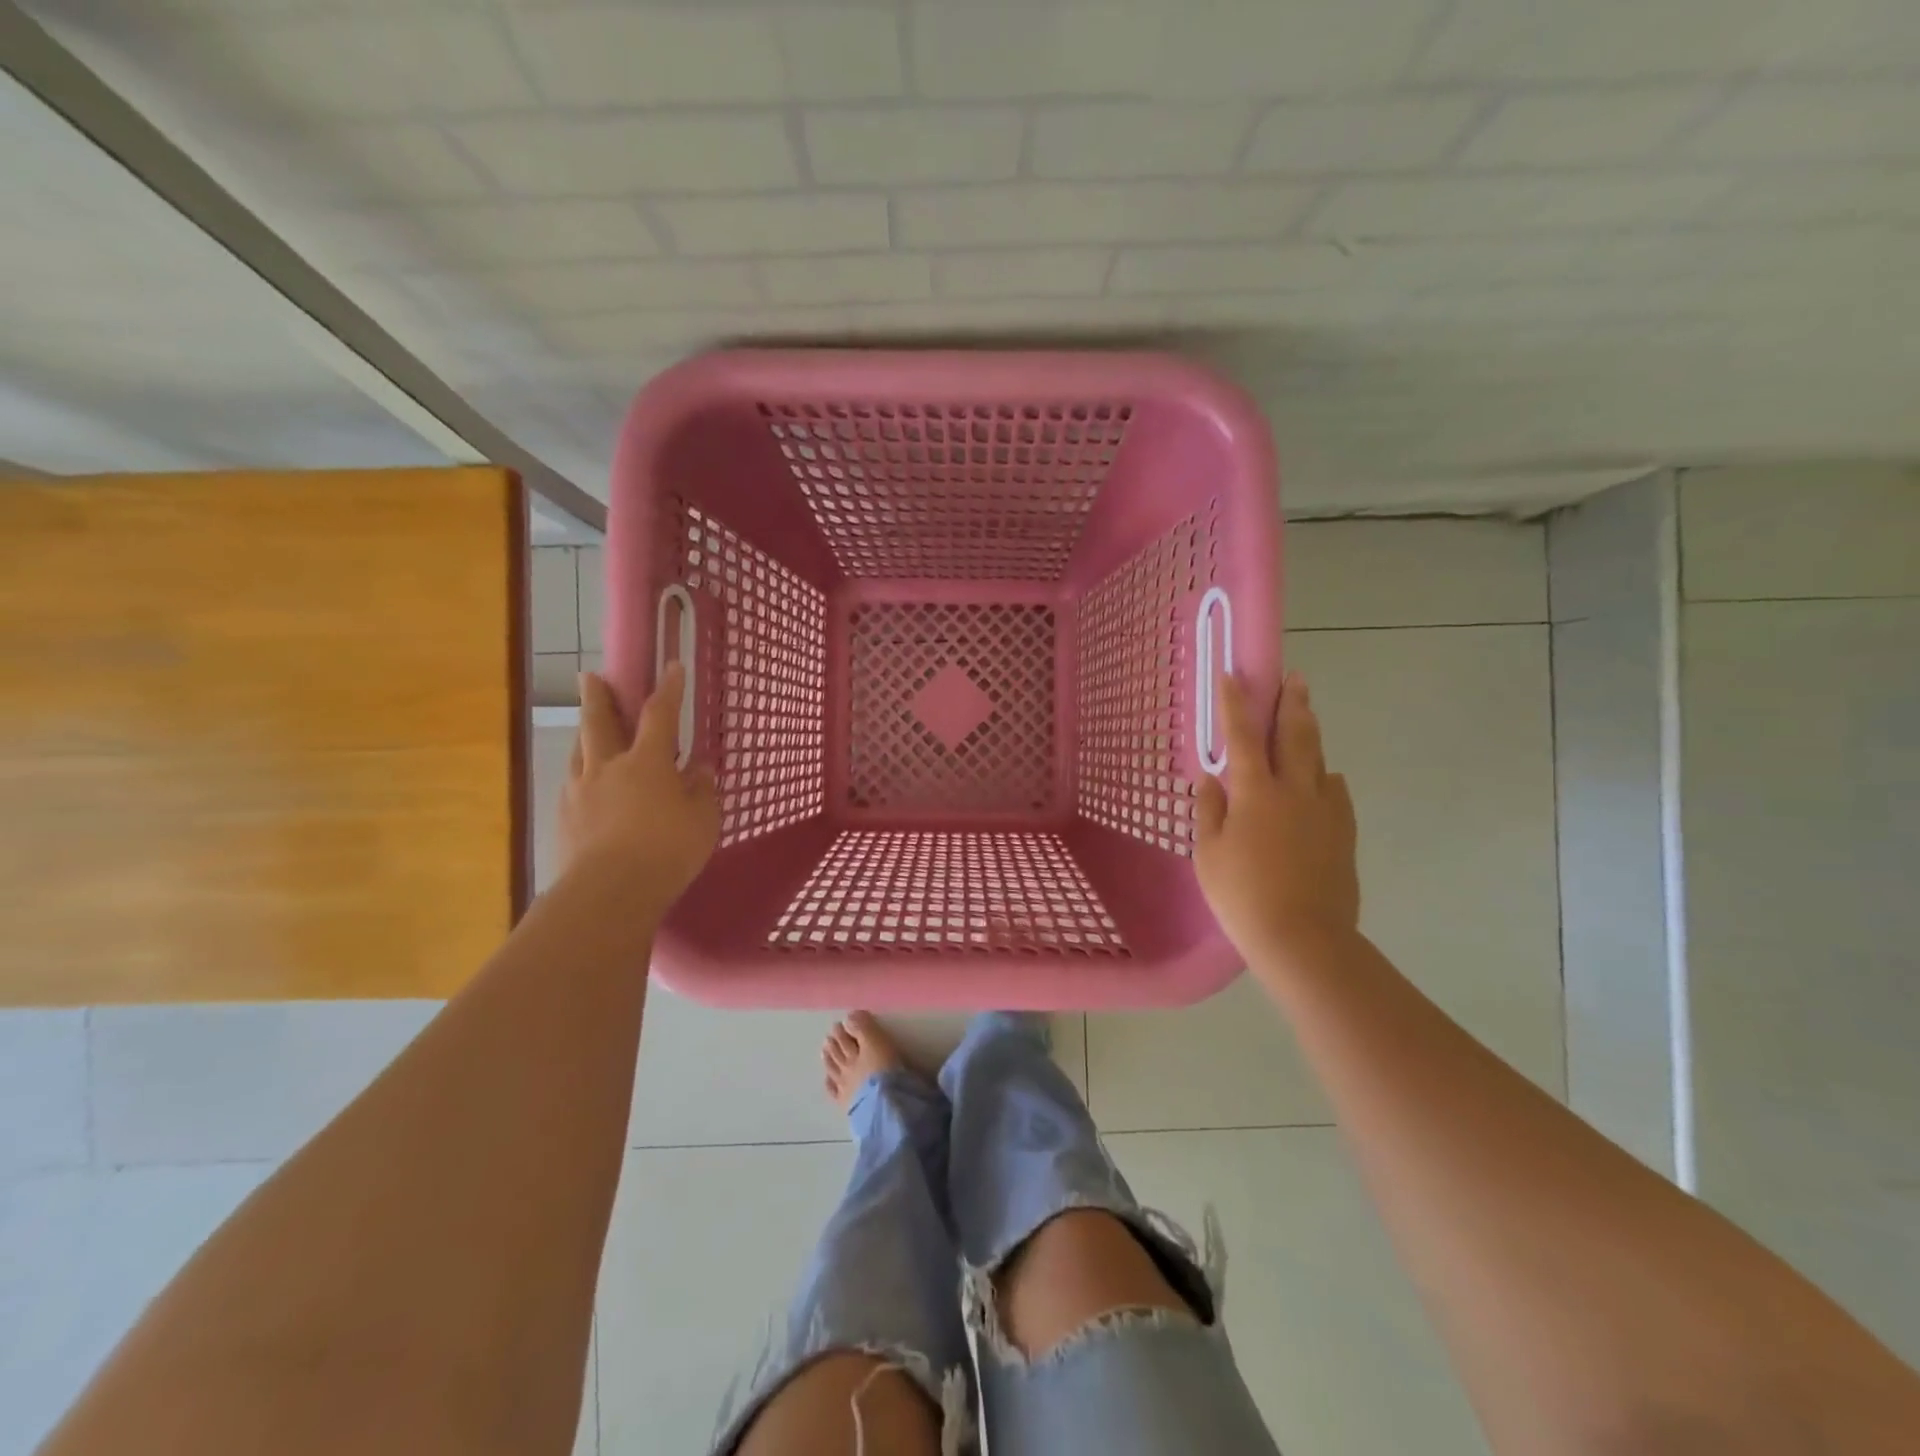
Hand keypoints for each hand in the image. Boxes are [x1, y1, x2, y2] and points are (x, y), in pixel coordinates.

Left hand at [558, 664, 719, 910]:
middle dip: (598, 696)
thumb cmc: (667, 849)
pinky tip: (586, 786)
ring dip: (584, 733)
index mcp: (647, 761)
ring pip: (579, 751)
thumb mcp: (703, 819)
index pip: (660, 714)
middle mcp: (608, 766)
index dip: (668, 689)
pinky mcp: (564, 819)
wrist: (609, 891)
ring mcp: (580, 792)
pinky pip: (573, 784)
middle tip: (590, 676)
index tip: (672, 666)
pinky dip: (582, 775)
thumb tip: (698, 770)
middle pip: (599, 722)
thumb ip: (701, 790)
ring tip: (587, 728)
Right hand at [1195, 671, 1360, 960]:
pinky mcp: (1343, 833)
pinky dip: (1326, 776)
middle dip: (1291, 703)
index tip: (1233, 675)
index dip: (1236, 705)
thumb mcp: (1208, 854)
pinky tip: (1324, 778)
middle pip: (1295, 735)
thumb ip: (1209, 811)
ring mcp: (1325, 811)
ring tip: (1306, 715)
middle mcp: (1294, 791)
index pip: (1242, 737)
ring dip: (1310, 732)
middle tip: (1294, 677)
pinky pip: (1336, 792)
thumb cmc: (1243, 896)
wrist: (1303, 938)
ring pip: (1319, 759)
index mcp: (1255, 792)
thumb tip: (1211, 779)